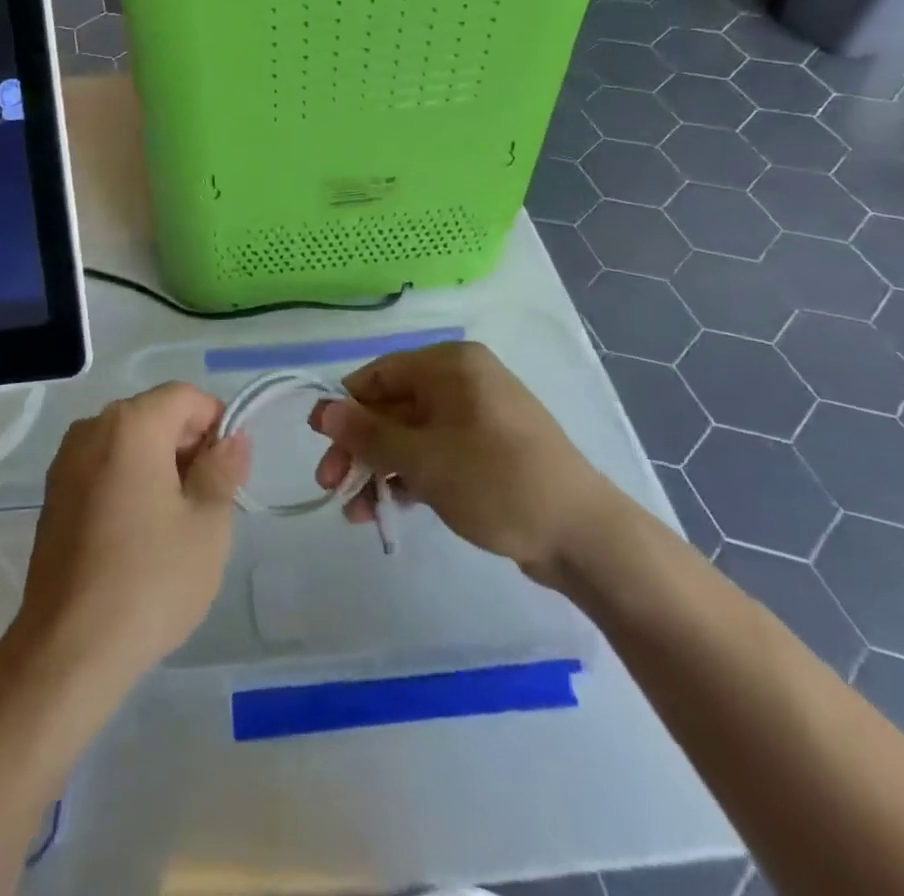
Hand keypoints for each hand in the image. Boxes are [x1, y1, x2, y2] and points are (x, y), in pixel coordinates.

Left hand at [12, 383, 249, 684]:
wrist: (67, 649)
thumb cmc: (150, 579)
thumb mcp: (208, 524)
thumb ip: (223, 469)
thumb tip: (232, 438)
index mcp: (131, 424)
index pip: (186, 397)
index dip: (217, 423)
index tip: (230, 471)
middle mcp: (92, 428)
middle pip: (154, 415)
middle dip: (188, 446)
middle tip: (210, 502)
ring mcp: (66, 461)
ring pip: (128, 443)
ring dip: (159, 466)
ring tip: (176, 523)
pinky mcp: (53, 495)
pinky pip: (103, 468)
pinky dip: (129, 482)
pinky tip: (139, 534)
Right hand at [310, 340, 623, 588]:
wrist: (584, 537)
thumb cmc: (497, 481)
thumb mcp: (423, 459)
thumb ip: (368, 435)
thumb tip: (322, 411)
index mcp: (450, 366)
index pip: (379, 375)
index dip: (345, 408)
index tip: (319, 443)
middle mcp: (462, 382)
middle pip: (392, 408)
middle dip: (359, 447)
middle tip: (330, 485)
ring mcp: (477, 418)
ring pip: (410, 436)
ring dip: (379, 469)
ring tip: (355, 511)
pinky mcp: (487, 453)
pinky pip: (434, 455)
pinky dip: (409, 478)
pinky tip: (385, 510)